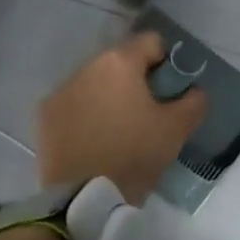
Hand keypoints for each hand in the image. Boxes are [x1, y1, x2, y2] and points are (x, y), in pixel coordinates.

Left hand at [36, 32, 208, 205]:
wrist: (84, 198)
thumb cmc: (134, 154)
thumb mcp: (177, 128)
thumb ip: (194, 101)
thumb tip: (194, 91)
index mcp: (119, 62)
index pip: (151, 42)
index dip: (167, 63)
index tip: (170, 91)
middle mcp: (86, 67)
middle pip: (120, 61)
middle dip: (136, 80)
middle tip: (148, 112)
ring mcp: (60, 91)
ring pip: (95, 82)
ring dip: (109, 95)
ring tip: (119, 128)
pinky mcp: (45, 115)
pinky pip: (74, 104)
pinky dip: (86, 113)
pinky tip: (95, 139)